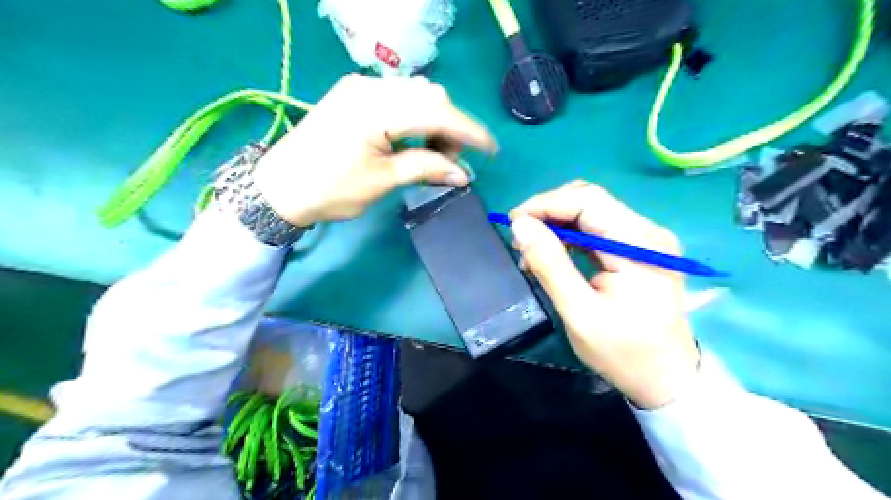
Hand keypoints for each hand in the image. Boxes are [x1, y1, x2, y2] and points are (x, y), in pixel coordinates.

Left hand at [253, 75, 497, 226]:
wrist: (280, 187)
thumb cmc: (330, 190)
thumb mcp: (382, 181)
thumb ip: (425, 168)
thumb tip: (463, 174)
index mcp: (375, 110)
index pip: (437, 112)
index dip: (469, 131)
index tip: (491, 150)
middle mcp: (370, 87)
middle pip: (430, 95)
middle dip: (450, 127)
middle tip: (449, 161)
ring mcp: (360, 87)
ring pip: (416, 93)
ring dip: (434, 120)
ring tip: (432, 152)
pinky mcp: (354, 94)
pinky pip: (398, 97)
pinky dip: (415, 117)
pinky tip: (412, 139)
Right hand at [513, 182, 698, 407]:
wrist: (665, 379)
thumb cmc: (624, 352)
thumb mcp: (579, 311)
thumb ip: (550, 264)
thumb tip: (521, 225)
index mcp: (639, 244)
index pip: (588, 201)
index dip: (546, 204)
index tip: (514, 221)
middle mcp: (647, 232)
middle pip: (590, 201)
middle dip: (549, 212)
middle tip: (521, 237)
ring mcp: (645, 239)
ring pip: (591, 212)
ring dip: (557, 224)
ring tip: (532, 251)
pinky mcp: (637, 249)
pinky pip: (597, 229)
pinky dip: (569, 236)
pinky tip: (552, 254)